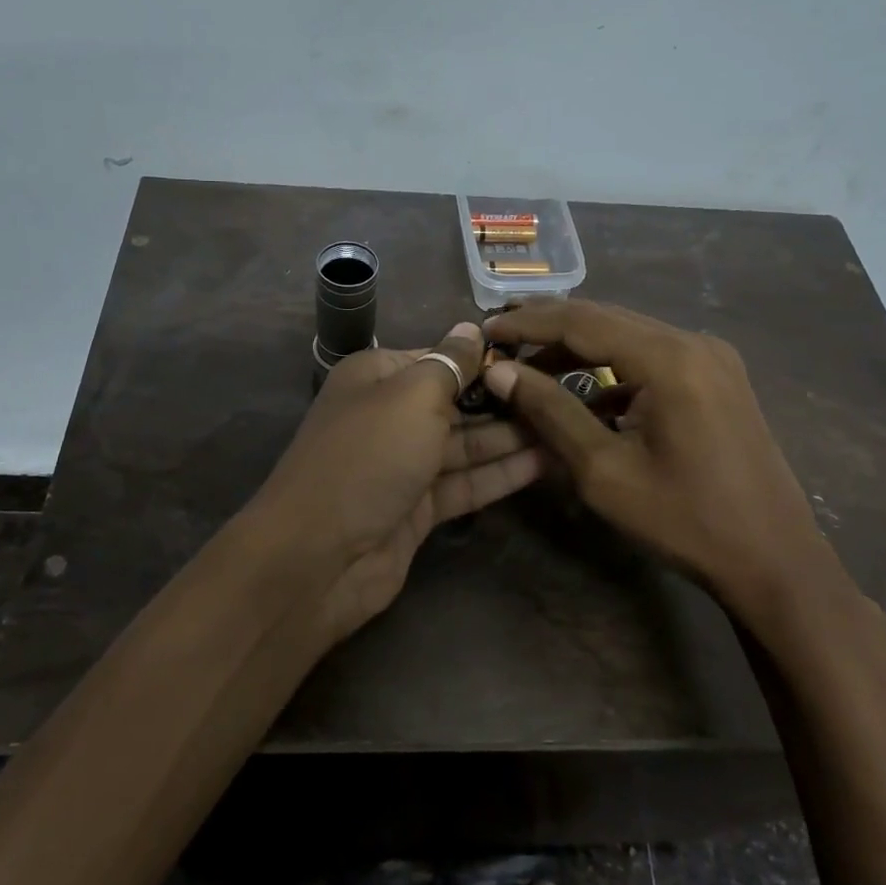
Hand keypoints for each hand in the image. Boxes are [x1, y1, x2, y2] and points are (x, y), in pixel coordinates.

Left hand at [249, 322, 542, 640]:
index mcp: (378, 376)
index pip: (440, 357)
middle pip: (456, 401)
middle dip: (505, 400)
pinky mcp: (418, 507)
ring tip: (567, 427)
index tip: (539, 357)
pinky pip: (465, 482)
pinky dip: (500, 474)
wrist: (319, 556)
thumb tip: (472, 328)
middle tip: (567, 394)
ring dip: (511, 437)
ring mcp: (404, 464)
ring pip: (466, 444)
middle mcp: (390, 415)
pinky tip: (545, 463)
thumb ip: (449, 364)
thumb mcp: (412, 397)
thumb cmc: (368, 456)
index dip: (486, 359)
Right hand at [482, 301, 851, 623]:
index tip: (486, 328)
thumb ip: (550, 412)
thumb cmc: (685, 520)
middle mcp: (694, 342)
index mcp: (669, 358)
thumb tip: (500, 372)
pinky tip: (587, 395)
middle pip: (606, 318)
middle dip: (550, 327)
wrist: (775, 561)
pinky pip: (653, 357)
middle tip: (502, 339)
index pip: (582, 321)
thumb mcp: (604, 471)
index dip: (529, 322)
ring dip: (580, 347)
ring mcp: (712, 358)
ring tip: (532, 366)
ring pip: (629, 335)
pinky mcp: (719, 377)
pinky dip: (614, 368)